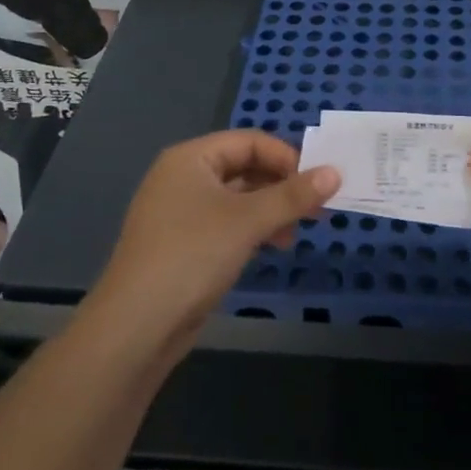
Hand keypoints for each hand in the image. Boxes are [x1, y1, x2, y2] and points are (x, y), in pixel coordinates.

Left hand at [89, 130, 341, 358]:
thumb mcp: (248, 221)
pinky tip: (270, 248)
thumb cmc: (192, 256)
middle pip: (243, 167)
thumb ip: (293, 195)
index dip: (286, 157)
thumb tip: (335, 172)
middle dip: (281, 186)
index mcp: (190, 159)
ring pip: (237, 199)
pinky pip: (225, 224)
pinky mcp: (182, 245)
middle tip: (316, 209)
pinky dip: (251, 230)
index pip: (249, 141)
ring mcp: (179, 213)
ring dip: (270, 211)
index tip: (318, 183)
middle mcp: (182, 178)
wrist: (135, 327)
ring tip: (295, 234)